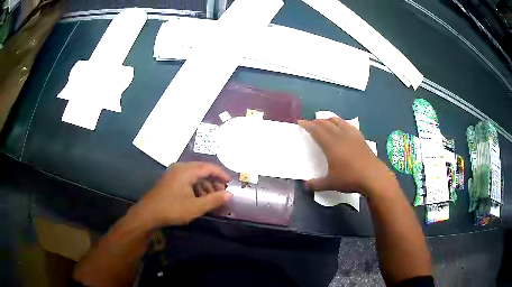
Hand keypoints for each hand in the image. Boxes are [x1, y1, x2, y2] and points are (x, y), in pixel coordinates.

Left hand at [131, 162, 231, 228]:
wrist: (148, 214)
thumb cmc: (172, 209)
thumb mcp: (196, 207)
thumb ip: (214, 199)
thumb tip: (230, 194)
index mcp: (186, 170)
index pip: (209, 167)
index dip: (221, 174)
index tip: (230, 182)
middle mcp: (180, 168)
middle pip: (202, 170)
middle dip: (213, 181)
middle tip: (222, 192)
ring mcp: (173, 174)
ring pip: (194, 176)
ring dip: (205, 185)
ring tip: (212, 198)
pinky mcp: (169, 181)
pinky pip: (187, 180)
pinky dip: (196, 187)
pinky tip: (199, 198)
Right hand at [299, 118, 390, 197]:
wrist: (373, 176)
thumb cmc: (350, 178)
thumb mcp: (331, 184)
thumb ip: (316, 184)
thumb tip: (305, 186)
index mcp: (331, 145)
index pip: (316, 131)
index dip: (307, 125)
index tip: (301, 122)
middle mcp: (340, 136)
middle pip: (326, 124)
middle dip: (317, 121)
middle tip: (310, 122)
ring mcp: (352, 136)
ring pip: (338, 122)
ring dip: (329, 119)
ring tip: (325, 120)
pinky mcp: (360, 138)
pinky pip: (349, 126)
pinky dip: (342, 123)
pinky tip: (343, 125)